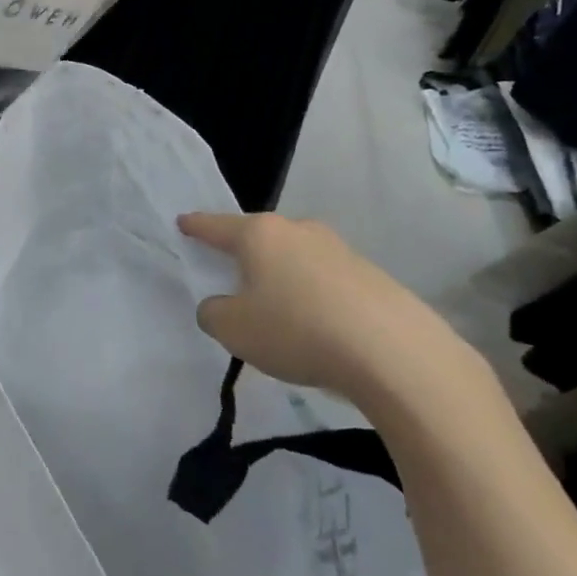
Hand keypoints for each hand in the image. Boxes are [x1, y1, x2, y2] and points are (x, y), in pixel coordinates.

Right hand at [177, 212, 481, 413]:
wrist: (393, 352)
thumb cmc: (296, 330)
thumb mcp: (233, 329)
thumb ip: (214, 313)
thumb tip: (221, 305)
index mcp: (259, 234)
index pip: (216, 226)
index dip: (196, 226)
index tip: (183, 222)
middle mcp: (298, 230)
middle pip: (259, 238)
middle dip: (243, 253)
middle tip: (231, 274)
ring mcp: (339, 249)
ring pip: (294, 258)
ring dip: (282, 277)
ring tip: (277, 310)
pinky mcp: (370, 275)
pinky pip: (325, 280)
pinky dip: (312, 296)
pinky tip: (317, 326)